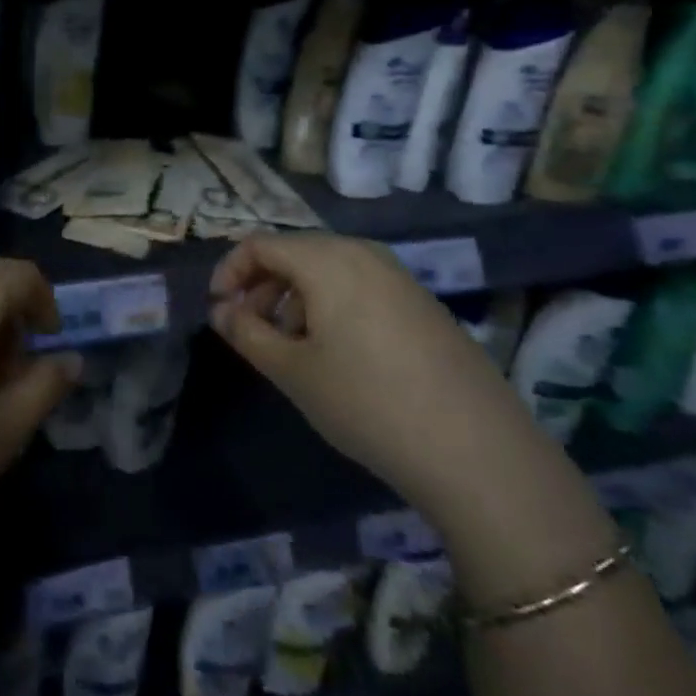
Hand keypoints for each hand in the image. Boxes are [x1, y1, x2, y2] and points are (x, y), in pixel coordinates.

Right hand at [209, 233, 533, 508]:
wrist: (477, 451)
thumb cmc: (366, 402)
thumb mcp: (292, 371)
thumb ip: (247, 333)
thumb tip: (221, 311)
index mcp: (328, 259)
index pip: (261, 244)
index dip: (230, 271)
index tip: (219, 310)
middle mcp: (364, 253)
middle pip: (296, 252)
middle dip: (263, 285)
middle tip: (248, 329)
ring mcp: (400, 277)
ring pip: (329, 270)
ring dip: (296, 297)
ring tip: (290, 346)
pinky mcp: (423, 304)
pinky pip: (361, 286)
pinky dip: (332, 306)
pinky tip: (337, 354)